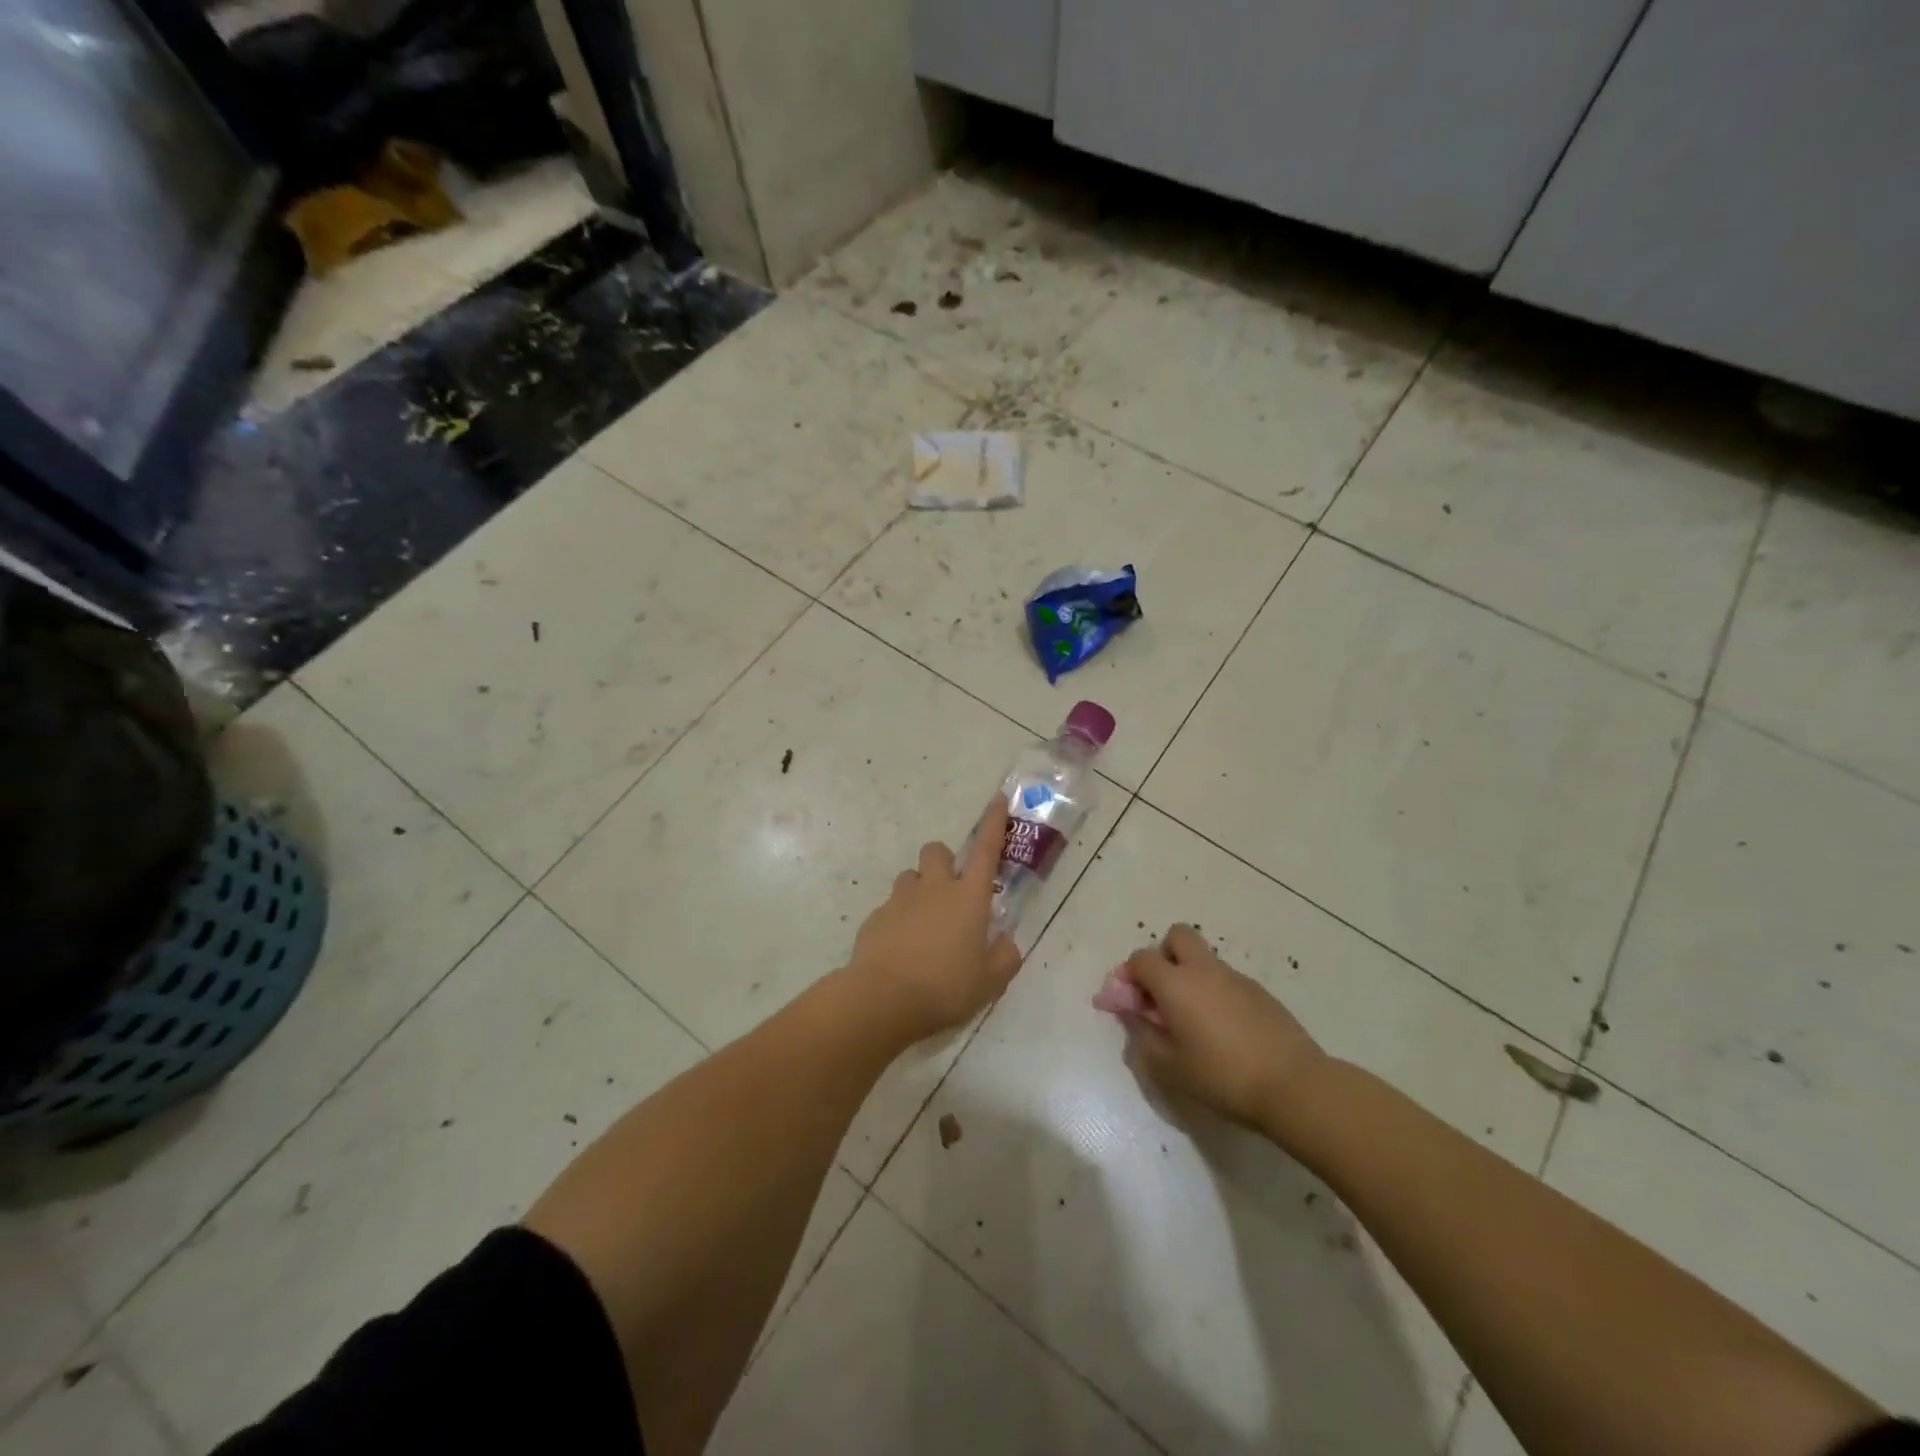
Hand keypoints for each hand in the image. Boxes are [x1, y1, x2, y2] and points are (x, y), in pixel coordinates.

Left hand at [846, 799, 1022, 1041]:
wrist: (883, 998)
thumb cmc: (946, 987)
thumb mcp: (990, 981)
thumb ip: (1005, 957)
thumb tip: (1007, 942)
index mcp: (968, 897)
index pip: (985, 850)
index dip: (993, 823)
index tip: (997, 800)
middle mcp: (934, 889)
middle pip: (936, 850)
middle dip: (944, 860)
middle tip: (951, 890)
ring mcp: (901, 900)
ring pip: (910, 876)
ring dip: (919, 889)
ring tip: (925, 922)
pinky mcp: (875, 918)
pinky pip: (890, 907)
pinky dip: (899, 919)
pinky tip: (902, 948)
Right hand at [1094, 925, 1326, 1132]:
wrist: (1293, 1085)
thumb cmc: (1221, 1076)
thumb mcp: (1169, 1065)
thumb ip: (1143, 1033)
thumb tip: (1132, 1012)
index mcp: (1176, 983)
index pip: (1141, 958)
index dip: (1128, 975)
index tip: (1129, 1002)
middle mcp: (1204, 970)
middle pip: (1177, 936)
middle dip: (1164, 956)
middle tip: (1163, 994)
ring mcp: (1236, 978)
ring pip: (1204, 960)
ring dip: (1191, 977)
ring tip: (1196, 1022)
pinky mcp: (1261, 993)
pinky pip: (1227, 980)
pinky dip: (1216, 993)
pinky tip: (1225, 1032)